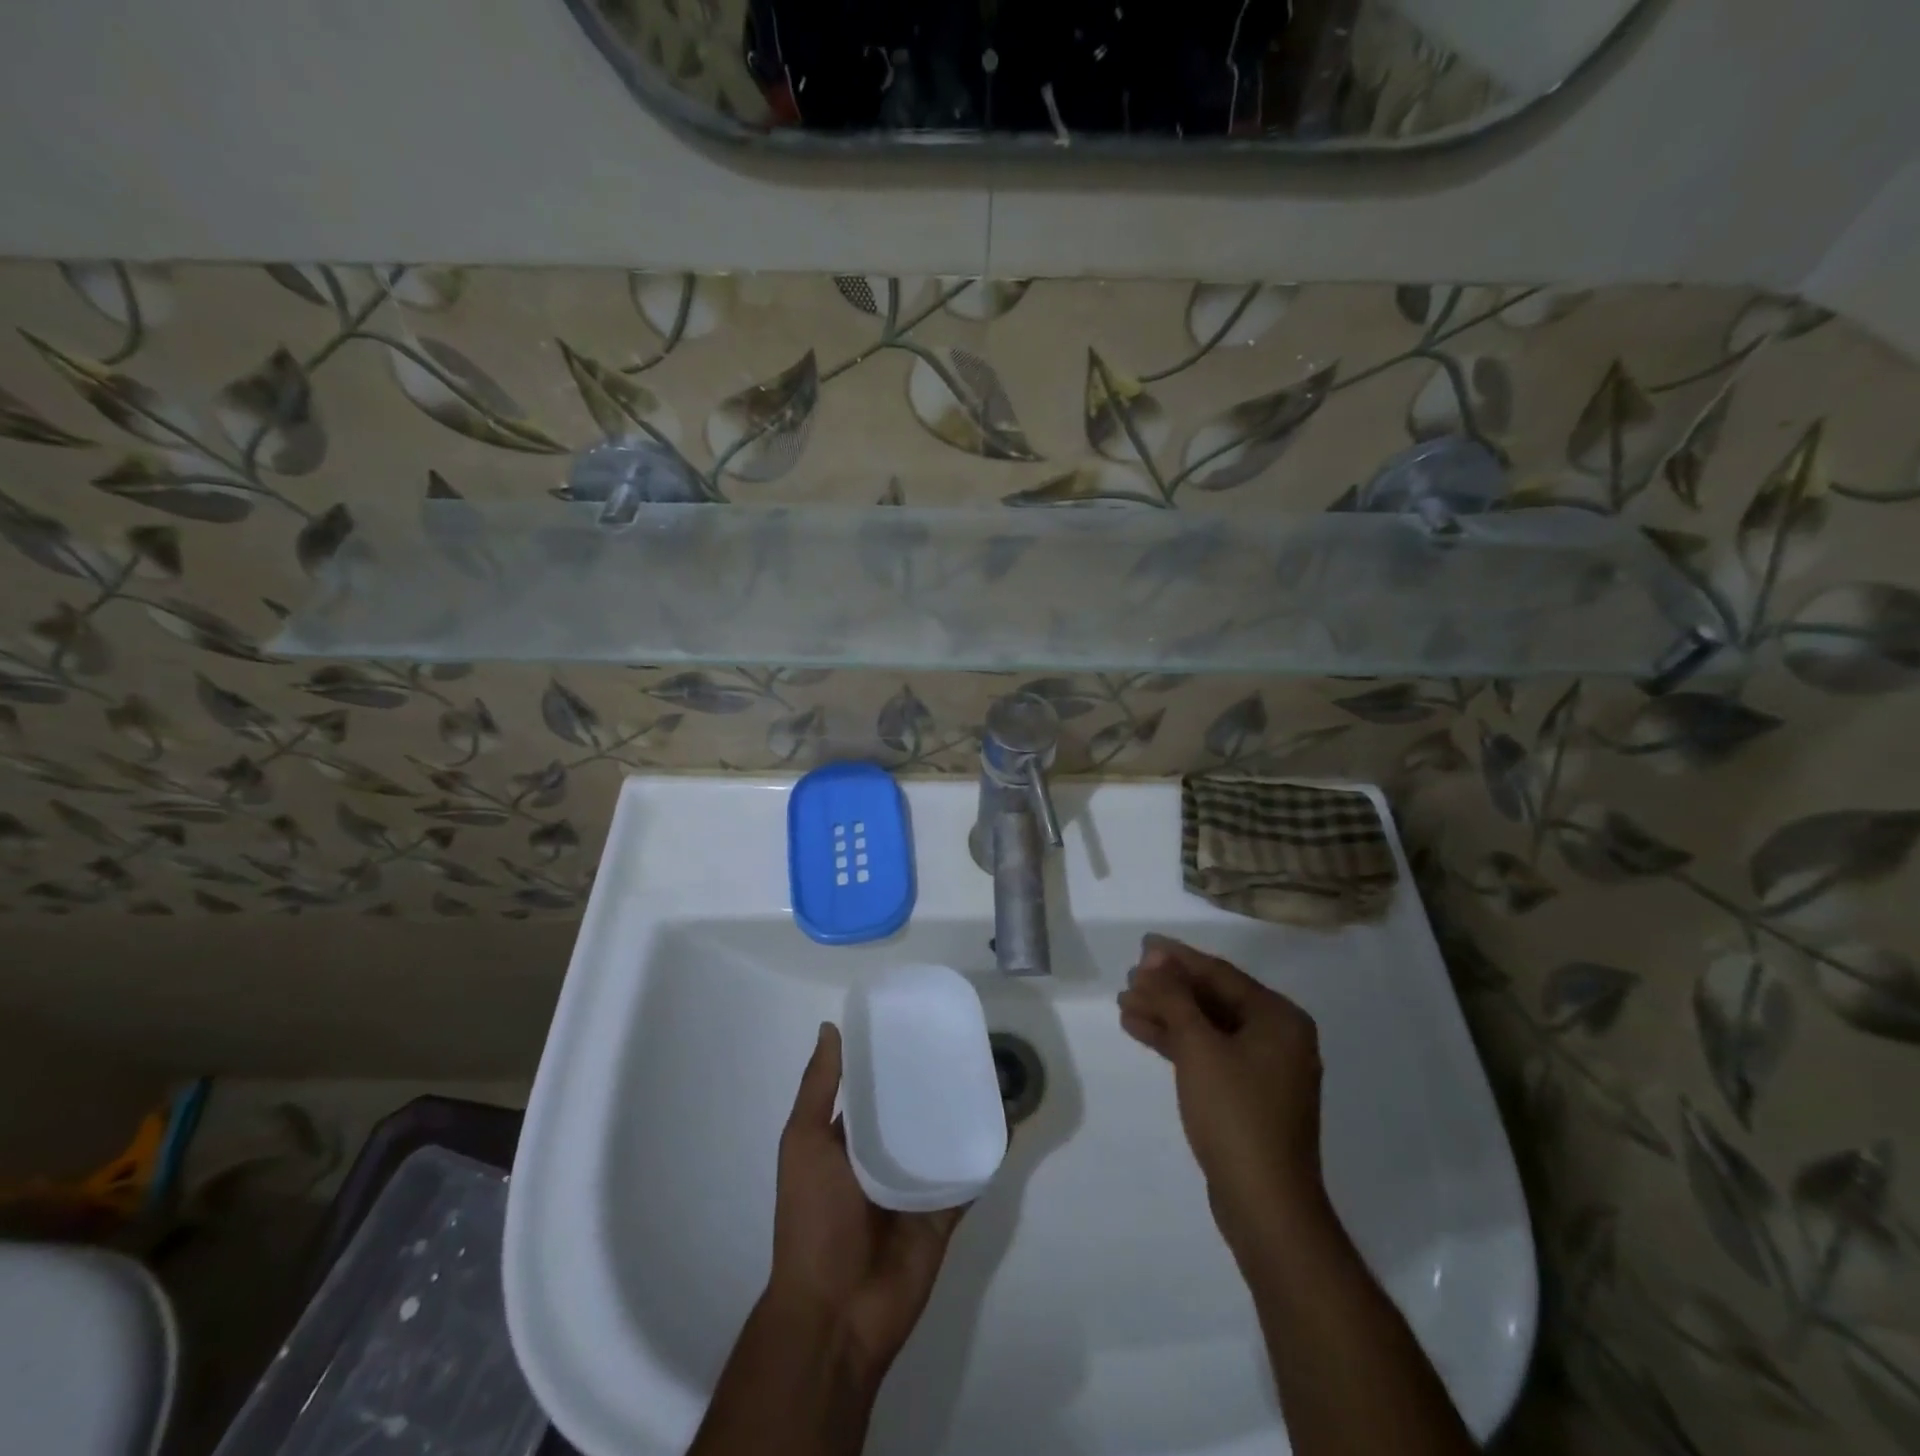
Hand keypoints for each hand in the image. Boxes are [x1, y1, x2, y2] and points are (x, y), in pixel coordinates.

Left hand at [767, 1023, 966, 1388]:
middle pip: (915, 1106)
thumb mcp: (804, 1143)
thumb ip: (819, 1088)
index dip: (894, 1054)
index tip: (921, 1017)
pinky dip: (986, 1151)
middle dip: (936, 1077)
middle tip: (969, 1039)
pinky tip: (1007, 1121)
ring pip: (946, 1136)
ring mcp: (916, 1185)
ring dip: (966, 1109)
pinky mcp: (944, 1212)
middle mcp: (885, 1155)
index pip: (876, 1085)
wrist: (835, 1313)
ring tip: (995, 1070)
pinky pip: (968, 1174)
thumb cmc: (811, 1219)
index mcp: (849, 1137)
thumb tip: (830, 1026)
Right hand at [1117, 936, 1326, 1261]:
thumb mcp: (1198, 1047)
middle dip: (1168, 988)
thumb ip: (1174, 997)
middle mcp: (1278, 1037)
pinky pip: (1209, 1053)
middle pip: (1213, 999)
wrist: (1265, 1205)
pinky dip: (1177, 1042)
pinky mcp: (1248, 1095)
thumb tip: (1154, 958)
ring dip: (1167, 1014)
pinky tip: (1140, 1031)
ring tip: (1124, 1003)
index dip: (1177, 959)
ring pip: (1208, 1027)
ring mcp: (1264, 1069)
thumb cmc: (1235, 1114)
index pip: (1220, 974)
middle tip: (1128, 978)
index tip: (1142, 945)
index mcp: (1279, 1018)